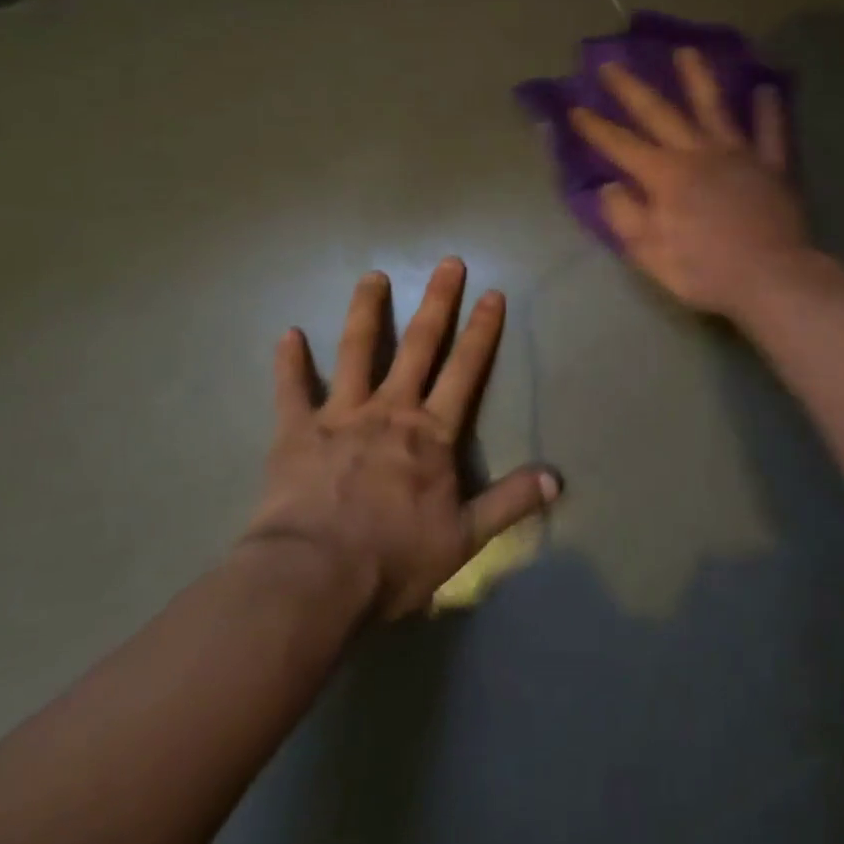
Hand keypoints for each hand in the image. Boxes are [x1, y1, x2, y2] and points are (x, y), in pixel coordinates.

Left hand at [243, 258, 560, 619]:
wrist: (312, 580)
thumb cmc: (391, 559)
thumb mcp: (464, 539)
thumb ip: (509, 503)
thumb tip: (556, 479)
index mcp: (431, 432)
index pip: (465, 370)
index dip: (481, 331)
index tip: (492, 294)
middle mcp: (390, 409)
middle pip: (418, 345)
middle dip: (437, 302)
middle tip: (448, 262)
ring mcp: (341, 415)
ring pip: (355, 351)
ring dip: (365, 312)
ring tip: (372, 276)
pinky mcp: (296, 432)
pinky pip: (291, 391)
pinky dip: (289, 363)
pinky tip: (287, 334)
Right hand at [570, 47, 812, 320]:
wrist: (771, 278)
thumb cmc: (705, 271)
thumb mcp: (651, 254)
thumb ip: (626, 217)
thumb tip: (608, 187)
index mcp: (665, 177)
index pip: (621, 146)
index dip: (596, 128)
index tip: (574, 107)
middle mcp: (698, 154)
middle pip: (660, 114)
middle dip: (632, 89)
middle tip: (611, 64)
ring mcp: (737, 154)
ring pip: (714, 108)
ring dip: (698, 79)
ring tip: (687, 51)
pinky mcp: (771, 166)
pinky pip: (771, 132)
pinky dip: (769, 110)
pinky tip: (766, 88)